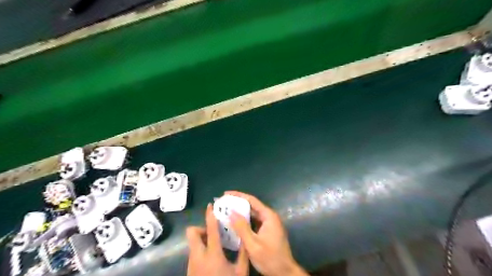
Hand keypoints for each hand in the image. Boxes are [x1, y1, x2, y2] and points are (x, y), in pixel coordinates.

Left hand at [188, 202, 250, 275]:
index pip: (210, 229)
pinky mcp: (189, 270)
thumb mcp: (240, 271)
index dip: (210, 215)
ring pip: (192, 243)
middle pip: (192, 232)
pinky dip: (200, 249)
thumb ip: (243, 253)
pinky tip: (212, 258)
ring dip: (202, 239)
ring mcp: (191, 264)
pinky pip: (193, 253)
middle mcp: (198, 256)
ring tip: (215, 245)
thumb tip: (244, 236)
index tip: (210, 206)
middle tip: (214, 233)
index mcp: (212, 254)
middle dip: (201, 228)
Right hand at [226, 191, 306, 275]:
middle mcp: (270, 216)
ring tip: (226, 211)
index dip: (238, 195)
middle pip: (252, 206)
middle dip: (238, 203)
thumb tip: (231, 212)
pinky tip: (235, 223)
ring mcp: (269, 223)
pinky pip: (254, 221)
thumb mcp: (253, 244)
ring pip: (253, 214)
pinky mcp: (267, 230)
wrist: (285, 272)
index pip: (252, 200)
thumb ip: (242, 228)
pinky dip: (245, 220)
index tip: (226, 194)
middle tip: (223, 203)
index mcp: (268, 216)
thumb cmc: (270, 258)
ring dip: (240, 212)